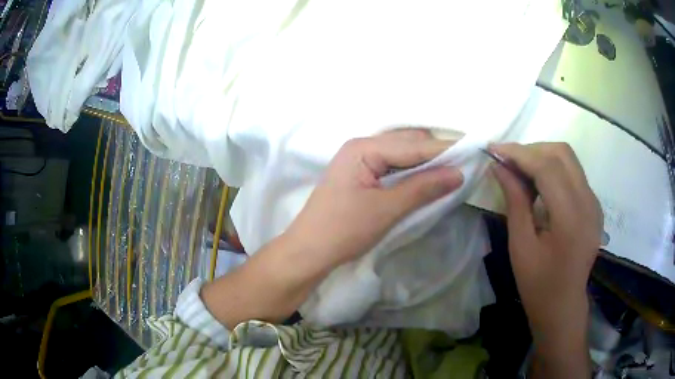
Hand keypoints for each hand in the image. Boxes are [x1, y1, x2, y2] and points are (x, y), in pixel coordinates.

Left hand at [286, 128, 463, 269]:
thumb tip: (458, 173)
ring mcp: (359, 160)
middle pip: (407, 143)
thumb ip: (423, 187)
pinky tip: (427, 179)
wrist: (309, 251)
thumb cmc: (343, 230)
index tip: (472, 151)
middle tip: (464, 164)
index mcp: (364, 148)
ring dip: (425, 162)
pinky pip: (393, 166)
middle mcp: (361, 146)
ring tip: (451, 170)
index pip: (413, 145)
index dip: (444, 149)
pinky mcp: (360, 175)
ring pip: (401, 154)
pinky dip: (412, 172)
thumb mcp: (387, 209)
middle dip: (436, 153)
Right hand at [491, 142, 600, 377]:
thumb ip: (514, 201)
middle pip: (562, 154)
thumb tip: (499, 167)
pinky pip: (573, 173)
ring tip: (520, 170)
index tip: (494, 149)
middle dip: (531, 150)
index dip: (519, 153)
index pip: (547, 167)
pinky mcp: (594, 205)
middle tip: (507, 161)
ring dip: (542, 157)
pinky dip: (553, 169)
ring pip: (569, 159)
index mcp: (571, 219)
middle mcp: (588, 204)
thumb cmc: (538, 284)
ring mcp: (594, 203)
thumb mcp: (520, 246)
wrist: (563, 305)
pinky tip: (539, 184)